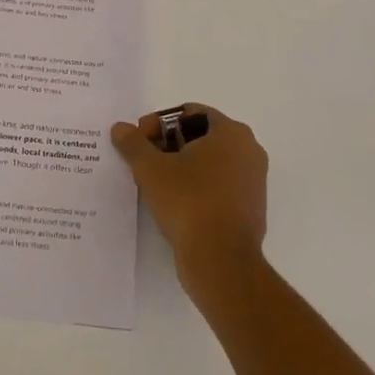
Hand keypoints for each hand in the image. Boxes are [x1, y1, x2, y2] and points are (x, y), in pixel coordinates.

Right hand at [110, 105, 268, 293]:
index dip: (159, 124)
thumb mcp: (151, 169)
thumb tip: (120, 128)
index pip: (189, 113)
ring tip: (155, 185)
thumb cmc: (189, 202)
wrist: (221, 261)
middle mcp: (249, 151)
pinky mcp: (250, 208)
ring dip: (181, 167)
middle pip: (200, 136)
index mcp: (231, 132)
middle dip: (168, 145)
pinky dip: (197, 188)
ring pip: (209, 163)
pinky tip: (174, 205)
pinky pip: (218, 187)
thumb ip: (133, 143)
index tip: (140, 143)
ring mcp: (253, 181)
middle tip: (144, 163)